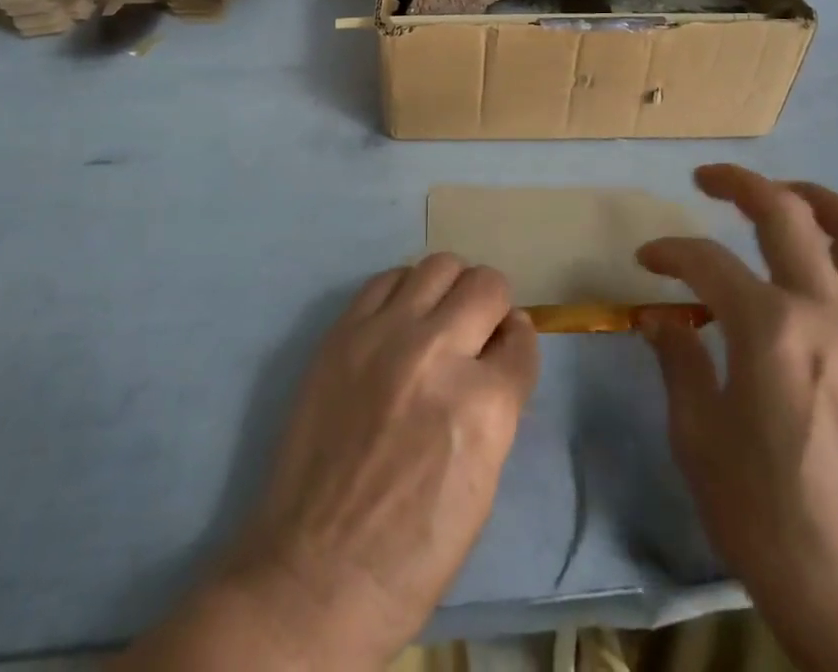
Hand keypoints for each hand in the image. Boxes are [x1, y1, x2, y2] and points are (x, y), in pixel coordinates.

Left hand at [204, 255, 538, 668]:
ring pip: (439, 265)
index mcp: (483, 406)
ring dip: (451, 287)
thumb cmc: (413, 552)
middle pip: (486, 285)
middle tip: (477, 330)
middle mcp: (437, 354)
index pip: (522, 339)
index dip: (518, 343)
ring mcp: (384, 335)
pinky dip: (405, 290)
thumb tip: (503, 347)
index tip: (508, 347)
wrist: (316, 573)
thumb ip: (499, 404)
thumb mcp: (483, 483)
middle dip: (492, 304)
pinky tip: (400, 318)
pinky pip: (387, 278)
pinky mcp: (343, 331)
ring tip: (440, 316)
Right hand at [638, 165, 837, 671]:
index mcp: (770, 329)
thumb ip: (678, 360)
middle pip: (786, 214)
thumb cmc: (765, 516)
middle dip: (739, 184)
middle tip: (705, 180)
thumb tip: (660, 318)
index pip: (706, 260)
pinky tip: (826, 267)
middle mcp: (826, 311)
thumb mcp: (697, 437)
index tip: (646, 261)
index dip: (669, 252)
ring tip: (783, 196)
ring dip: (817, 201)